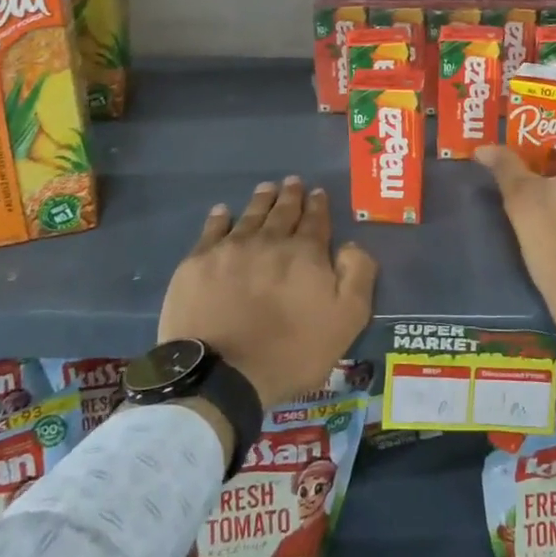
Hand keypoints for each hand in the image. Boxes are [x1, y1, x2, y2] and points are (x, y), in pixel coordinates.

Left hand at [161, 177, 376, 410]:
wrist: (222, 375)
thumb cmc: (291, 351)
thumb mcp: (346, 320)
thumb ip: (357, 275)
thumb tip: (351, 245)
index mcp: (305, 253)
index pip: (315, 220)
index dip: (318, 205)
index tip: (318, 192)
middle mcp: (269, 241)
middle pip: (283, 211)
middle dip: (291, 195)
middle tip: (293, 181)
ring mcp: (231, 249)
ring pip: (250, 215)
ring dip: (261, 200)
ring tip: (267, 187)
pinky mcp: (198, 263)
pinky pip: (212, 230)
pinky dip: (220, 218)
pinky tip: (223, 211)